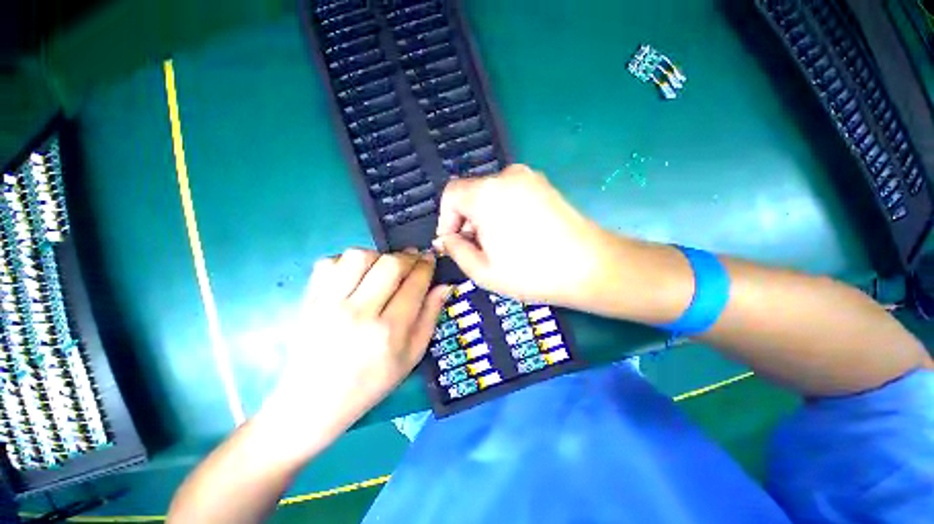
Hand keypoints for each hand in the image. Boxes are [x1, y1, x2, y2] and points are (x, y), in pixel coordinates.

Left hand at [261, 248, 449, 448]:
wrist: (313, 400)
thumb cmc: (371, 382)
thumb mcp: (412, 356)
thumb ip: (430, 317)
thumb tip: (445, 285)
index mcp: (389, 331)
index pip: (414, 284)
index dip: (426, 265)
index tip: (430, 258)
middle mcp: (359, 312)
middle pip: (390, 264)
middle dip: (407, 256)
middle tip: (412, 259)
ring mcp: (329, 304)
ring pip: (359, 256)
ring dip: (378, 256)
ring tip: (383, 267)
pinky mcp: (309, 300)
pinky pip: (329, 262)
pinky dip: (347, 261)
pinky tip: (355, 275)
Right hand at [436, 164, 607, 306]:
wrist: (590, 267)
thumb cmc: (532, 272)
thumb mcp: (483, 271)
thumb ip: (456, 250)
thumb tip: (448, 239)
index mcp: (486, 194)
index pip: (451, 194)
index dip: (446, 219)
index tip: (454, 243)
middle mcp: (506, 176)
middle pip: (471, 194)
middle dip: (467, 221)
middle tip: (477, 249)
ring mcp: (528, 177)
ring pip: (491, 194)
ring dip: (485, 217)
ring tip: (499, 245)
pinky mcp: (543, 185)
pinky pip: (510, 194)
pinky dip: (503, 211)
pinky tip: (517, 235)